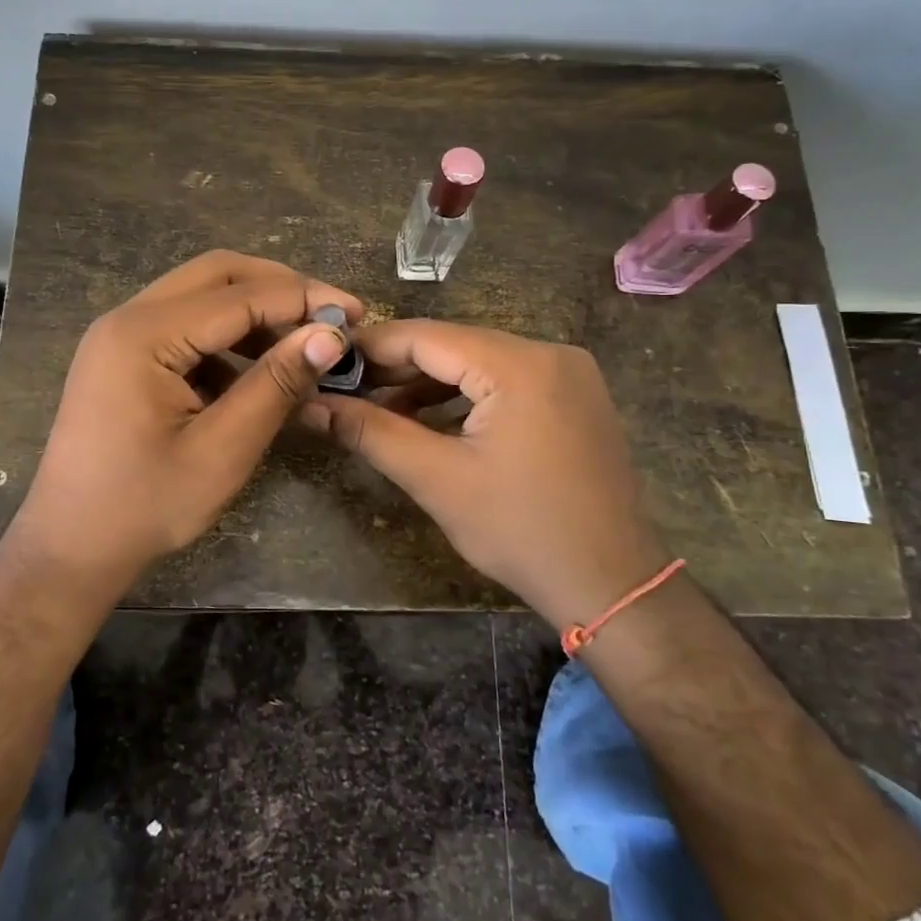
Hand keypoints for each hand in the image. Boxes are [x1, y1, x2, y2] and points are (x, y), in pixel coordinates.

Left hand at [7, 251, 357, 587]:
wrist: (70, 547)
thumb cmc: (145, 505)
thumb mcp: (222, 450)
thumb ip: (275, 385)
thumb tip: (329, 335)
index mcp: (143, 335)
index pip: (240, 296)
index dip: (303, 299)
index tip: (355, 313)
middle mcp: (126, 318)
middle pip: (216, 275)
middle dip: (278, 289)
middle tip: (328, 317)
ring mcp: (119, 335)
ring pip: (200, 296)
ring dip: (253, 312)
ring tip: (300, 345)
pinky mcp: (123, 356)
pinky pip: (183, 326)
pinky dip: (226, 338)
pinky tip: (254, 373)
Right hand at [302, 320, 667, 625]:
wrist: (611, 583)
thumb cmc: (520, 531)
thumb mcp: (436, 479)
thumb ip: (371, 432)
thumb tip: (310, 406)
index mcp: (519, 365)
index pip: (427, 337)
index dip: (371, 348)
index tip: (327, 363)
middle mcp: (549, 352)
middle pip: (454, 345)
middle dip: (397, 368)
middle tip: (346, 391)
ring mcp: (569, 373)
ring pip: (479, 362)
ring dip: (428, 384)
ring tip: (378, 410)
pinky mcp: (574, 396)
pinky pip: (506, 381)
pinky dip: (465, 397)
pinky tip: (428, 420)